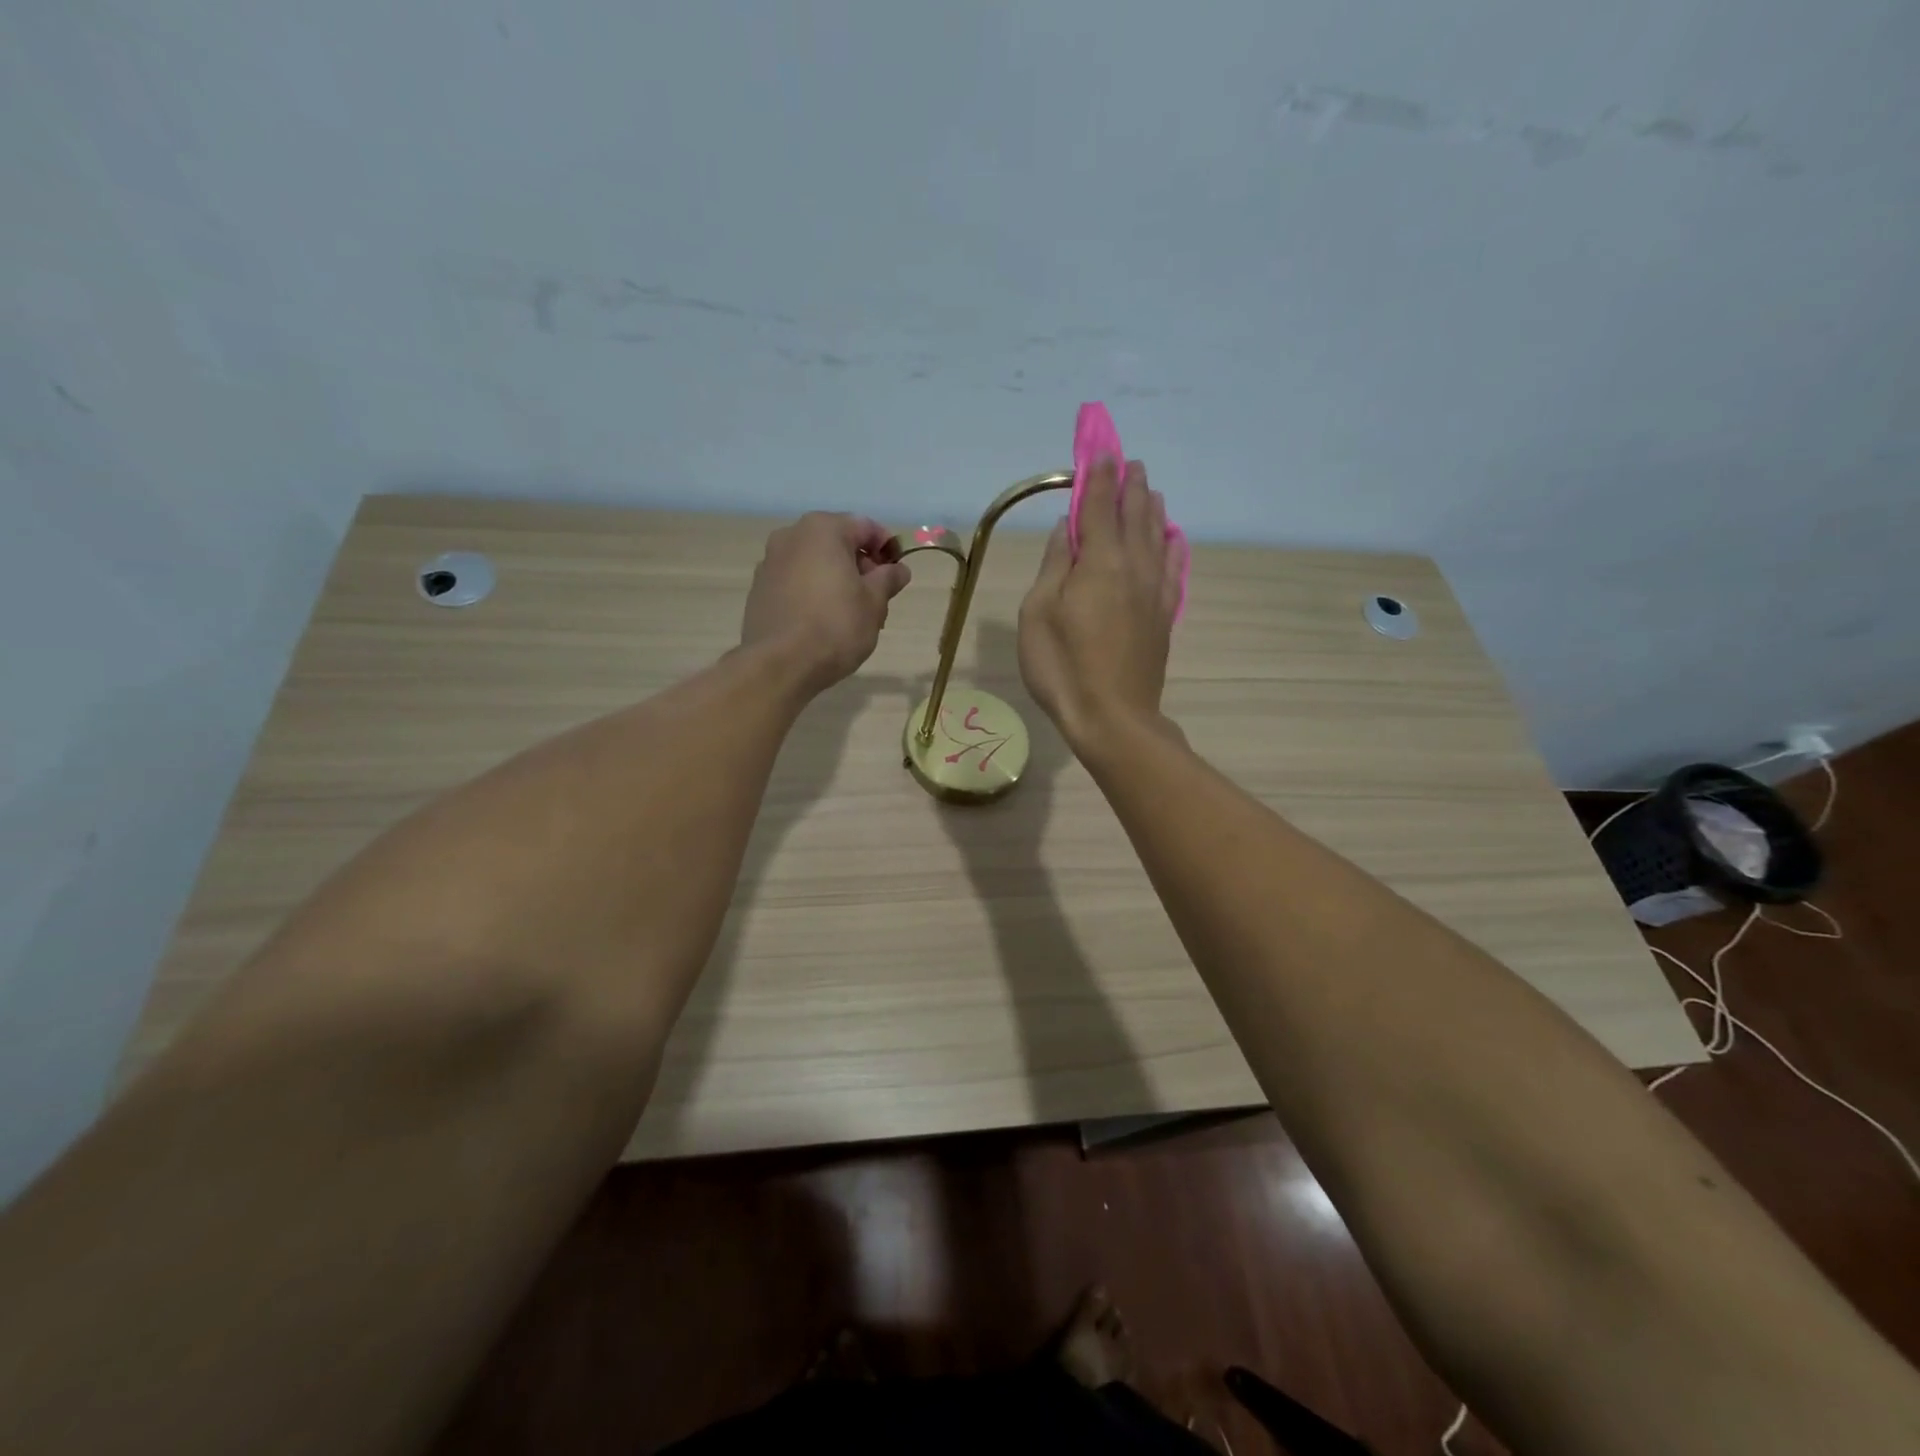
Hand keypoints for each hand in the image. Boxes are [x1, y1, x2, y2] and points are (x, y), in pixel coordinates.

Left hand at [740, 513, 911, 692]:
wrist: (781, 664)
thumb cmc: (836, 626)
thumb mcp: (874, 602)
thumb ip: (888, 579)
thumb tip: (898, 570)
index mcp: (822, 530)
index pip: (866, 527)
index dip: (887, 548)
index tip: (897, 574)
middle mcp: (791, 536)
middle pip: (837, 543)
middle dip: (861, 567)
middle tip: (877, 599)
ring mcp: (770, 563)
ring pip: (815, 564)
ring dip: (837, 581)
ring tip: (851, 615)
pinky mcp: (759, 590)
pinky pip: (796, 582)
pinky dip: (814, 593)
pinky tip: (823, 622)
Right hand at [1018, 459, 1181, 752]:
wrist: (1112, 717)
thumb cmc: (1063, 666)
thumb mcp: (1039, 612)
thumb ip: (1055, 564)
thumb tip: (1067, 528)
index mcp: (1099, 561)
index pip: (1098, 505)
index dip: (1097, 475)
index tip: (1099, 449)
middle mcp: (1134, 566)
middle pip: (1134, 514)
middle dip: (1129, 485)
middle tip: (1127, 462)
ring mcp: (1154, 591)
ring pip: (1158, 536)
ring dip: (1151, 508)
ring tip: (1149, 489)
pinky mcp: (1164, 616)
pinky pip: (1174, 569)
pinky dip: (1173, 546)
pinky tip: (1174, 537)